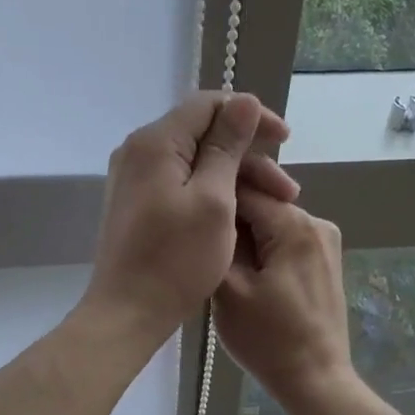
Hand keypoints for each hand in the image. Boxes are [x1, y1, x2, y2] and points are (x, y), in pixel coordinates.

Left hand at [81, 92, 296, 344]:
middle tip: (287, 191)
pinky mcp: (137, 204)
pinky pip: (181, 182)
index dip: (252, 116)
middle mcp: (138, 151)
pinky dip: (212, 192)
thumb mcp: (213, 201)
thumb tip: (243, 101)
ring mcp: (134, 179)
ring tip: (272, 207)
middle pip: (202, 133)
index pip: (209, 104)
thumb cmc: (175, 260)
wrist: (127, 312)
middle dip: (249, 155)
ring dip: (235, 177)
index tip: (285, 141)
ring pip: (194, 161)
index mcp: (155, 142)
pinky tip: (238, 213)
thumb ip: (227, 148)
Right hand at [214, 191, 356, 412]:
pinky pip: (286, 241)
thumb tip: (212, 211)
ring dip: (246, 238)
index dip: (211, 200)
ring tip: (222, 266)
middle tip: (203, 249)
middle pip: (260, 204)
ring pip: (272, 223)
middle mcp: (317, 222)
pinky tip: (248, 277)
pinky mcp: (326, 261)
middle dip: (231, 222)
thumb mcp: (228, 290)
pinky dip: (265, 251)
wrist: (315, 380)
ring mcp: (326, 241)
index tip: (188, 219)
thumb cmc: (267, 339)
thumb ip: (219, 241)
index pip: (243, 189)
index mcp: (294, 223)